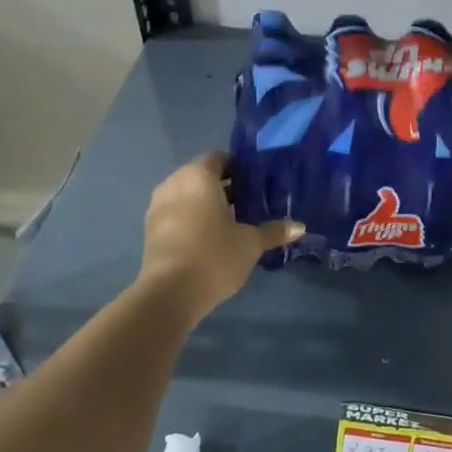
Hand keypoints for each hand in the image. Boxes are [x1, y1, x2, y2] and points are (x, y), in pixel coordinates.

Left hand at [137, 152, 301, 319]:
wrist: (170, 293)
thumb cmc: (214, 255)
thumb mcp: (250, 243)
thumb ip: (274, 231)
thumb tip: (300, 227)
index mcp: (198, 176)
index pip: (219, 158)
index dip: (239, 167)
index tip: (257, 182)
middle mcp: (174, 184)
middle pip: (202, 176)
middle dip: (224, 187)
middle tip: (250, 203)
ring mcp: (158, 207)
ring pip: (188, 196)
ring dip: (207, 204)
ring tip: (233, 222)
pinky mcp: (150, 230)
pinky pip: (177, 213)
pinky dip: (192, 219)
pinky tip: (211, 238)